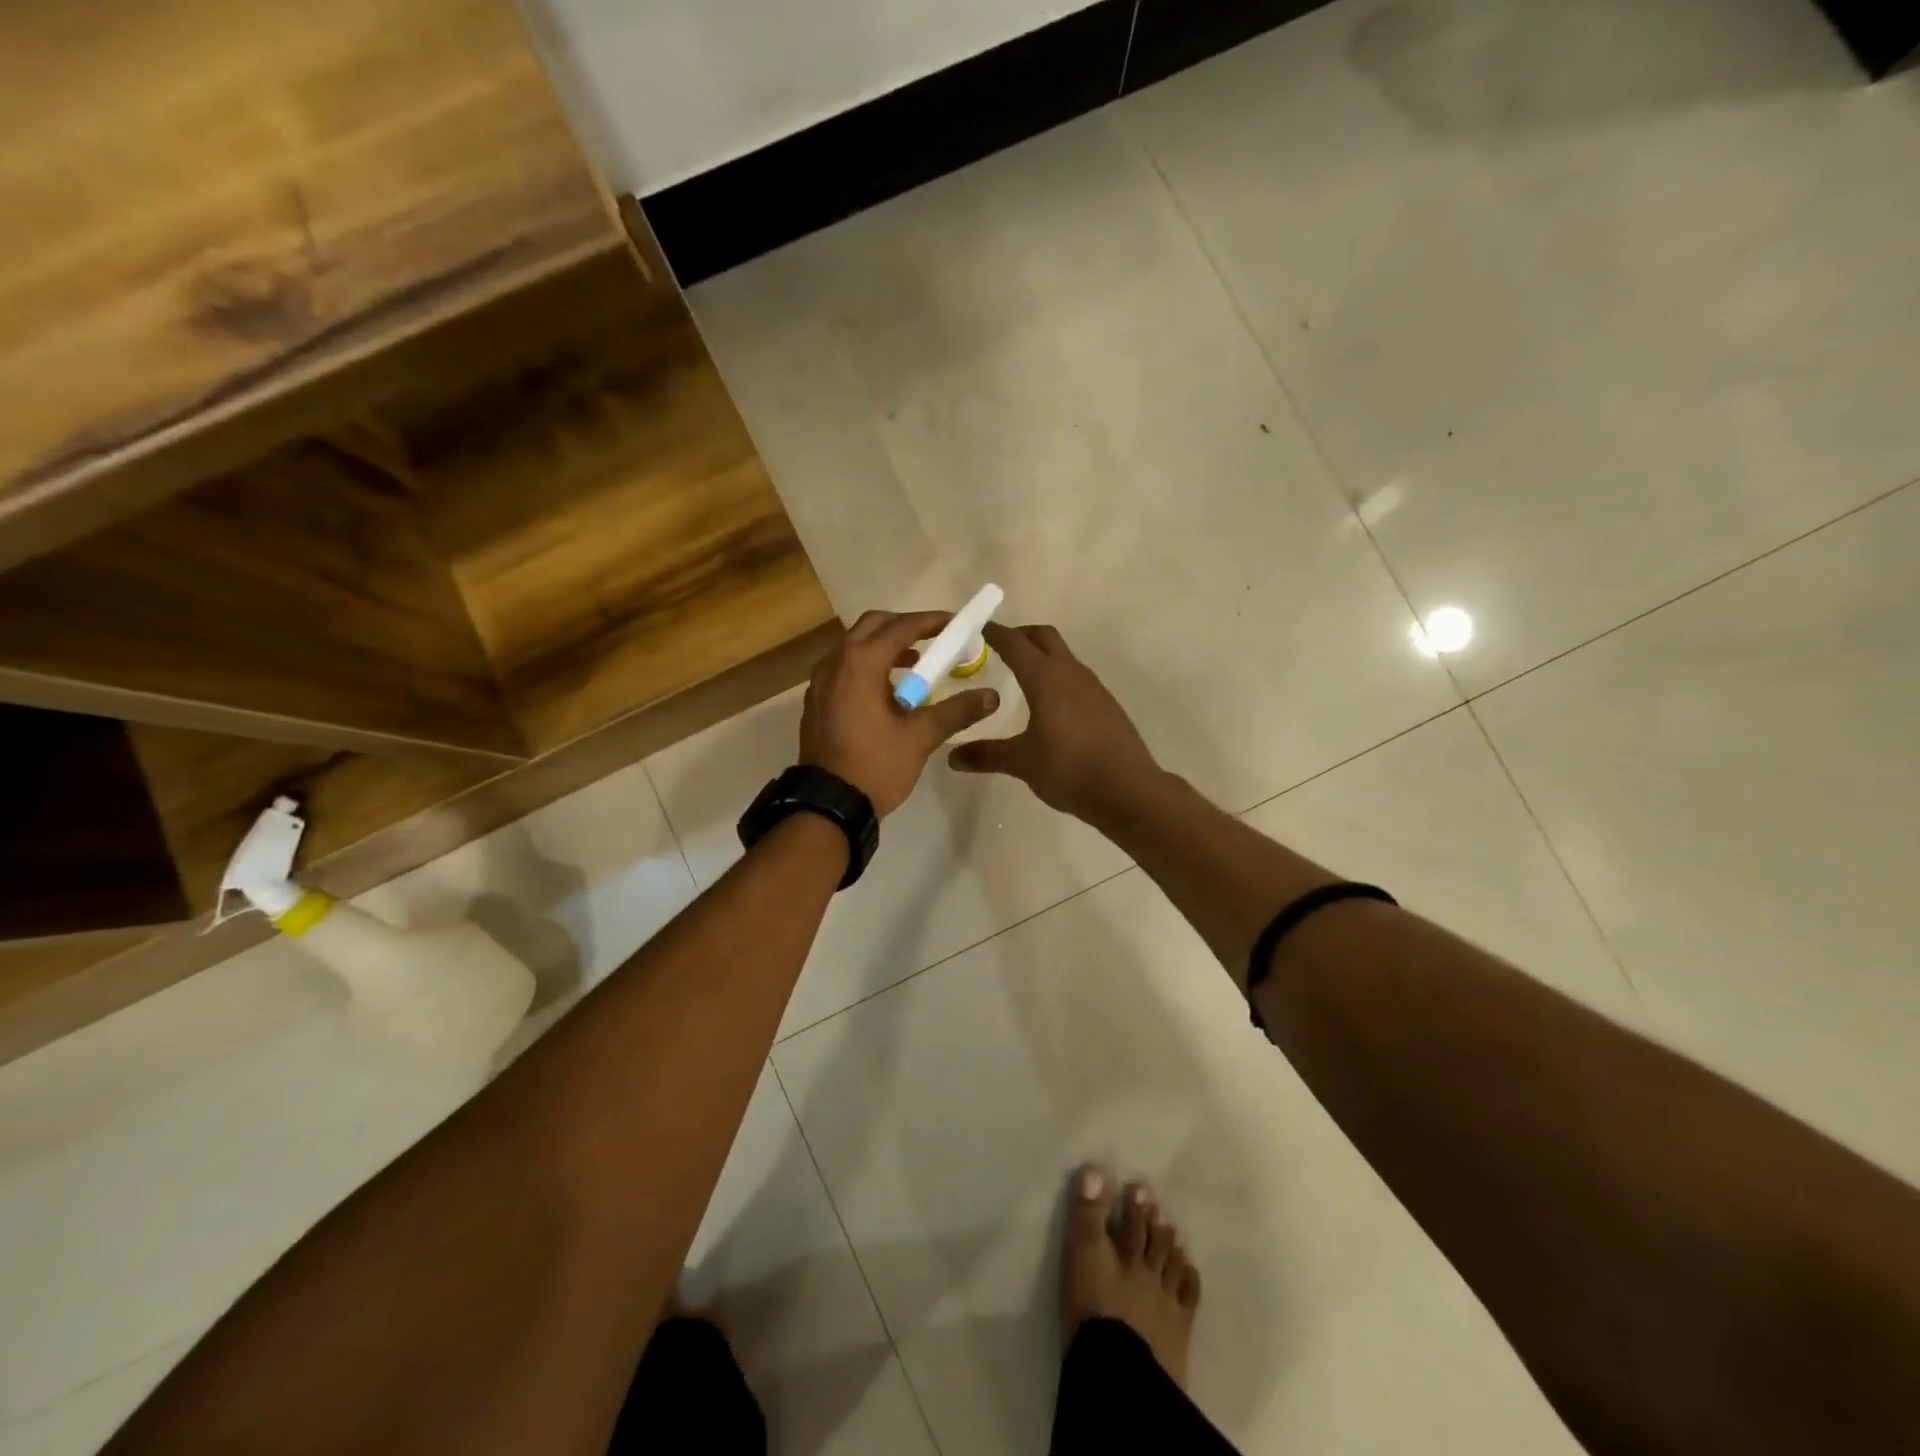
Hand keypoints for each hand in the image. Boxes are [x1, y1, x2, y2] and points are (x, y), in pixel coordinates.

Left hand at [800, 611, 1000, 816]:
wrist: (828, 804)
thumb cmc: (875, 765)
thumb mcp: (920, 737)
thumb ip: (956, 711)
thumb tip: (991, 696)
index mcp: (860, 663)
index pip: (900, 627)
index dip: (930, 622)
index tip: (955, 624)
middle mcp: (835, 662)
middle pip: (872, 626)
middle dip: (904, 627)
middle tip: (933, 640)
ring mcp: (820, 682)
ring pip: (854, 647)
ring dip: (885, 647)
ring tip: (915, 666)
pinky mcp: (817, 701)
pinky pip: (844, 668)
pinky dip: (867, 667)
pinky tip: (887, 692)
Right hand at [948, 623, 1159, 823]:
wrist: (1128, 790)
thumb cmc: (1068, 769)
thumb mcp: (1021, 762)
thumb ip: (987, 754)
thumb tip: (953, 757)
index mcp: (1045, 678)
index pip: (1015, 643)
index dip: (995, 633)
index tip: (978, 629)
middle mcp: (1071, 673)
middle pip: (1044, 638)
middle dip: (1021, 636)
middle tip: (999, 647)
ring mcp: (1094, 687)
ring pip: (1064, 657)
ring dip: (1043, 657)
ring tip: (1023, 677)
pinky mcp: (1107, 705)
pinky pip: (1077, 679)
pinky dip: (1059, 678)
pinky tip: (1052, 705)